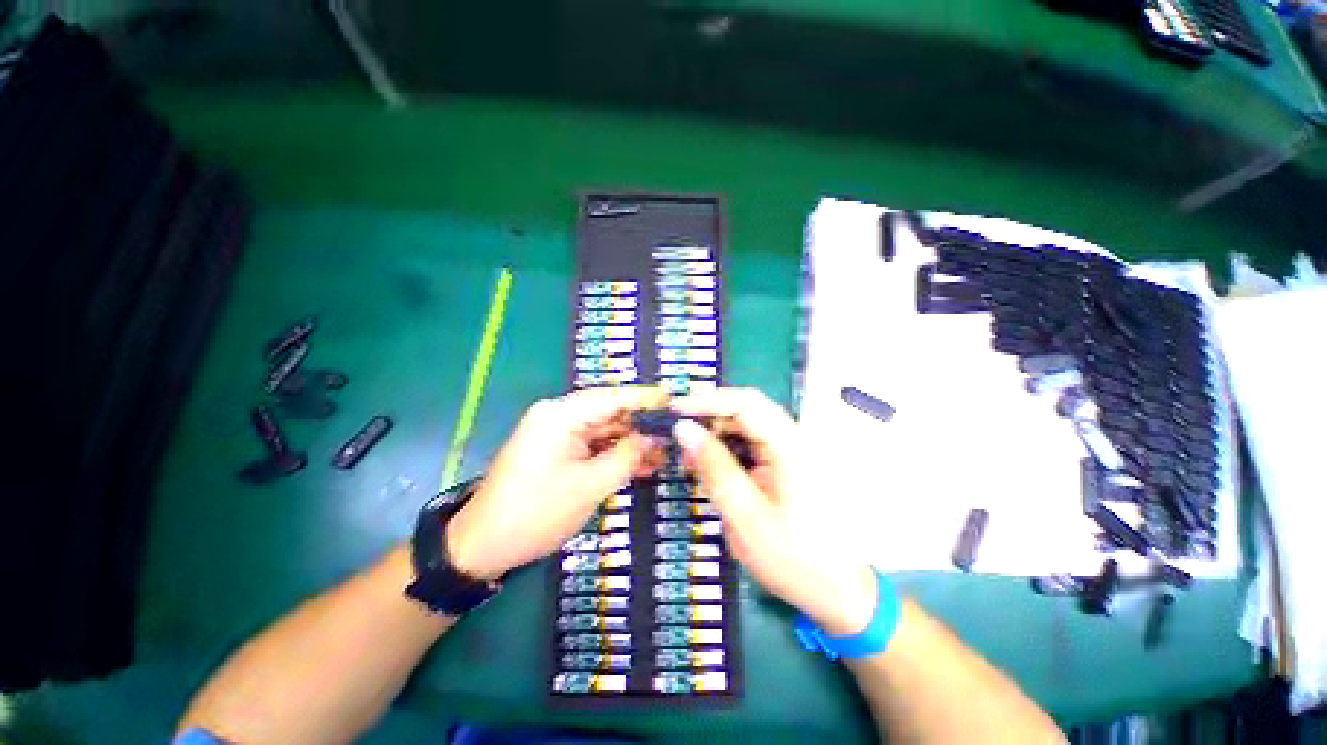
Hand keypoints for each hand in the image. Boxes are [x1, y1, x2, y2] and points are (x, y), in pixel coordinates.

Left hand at [447, 386, 668, 580]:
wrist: (484, 545)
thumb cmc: (536, 513)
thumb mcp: (589, 486)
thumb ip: (626, 457)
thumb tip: (653, 438)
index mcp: (561, 415)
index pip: (612, 397)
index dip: (645, 398)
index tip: (675, 399)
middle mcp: (559, 416)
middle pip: (610, 412)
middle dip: (642, 424)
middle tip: (676, 433)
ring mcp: (558, 433)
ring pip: (605, 430)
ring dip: (632, 442)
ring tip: (666, 454)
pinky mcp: (558, 450)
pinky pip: (594, 445)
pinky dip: (616, 454)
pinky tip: (643, 464)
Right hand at [672, 388, 877, 635]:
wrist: (841, 591)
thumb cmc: (793, 558)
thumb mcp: (744, 515)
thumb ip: (713, 467)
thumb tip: (684, 429)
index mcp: (791, 446)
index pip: (745, 403)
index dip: (706, 400)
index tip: (674, 410)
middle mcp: (796, 437)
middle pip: (747, 408)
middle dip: (709, 416)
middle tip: (678, 434)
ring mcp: (796, 449)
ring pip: (749, 424)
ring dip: (717, 432)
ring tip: (690, 453)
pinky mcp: (791, 461)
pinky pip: (754, 441)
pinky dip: (729, 447)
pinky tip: (712, 465)